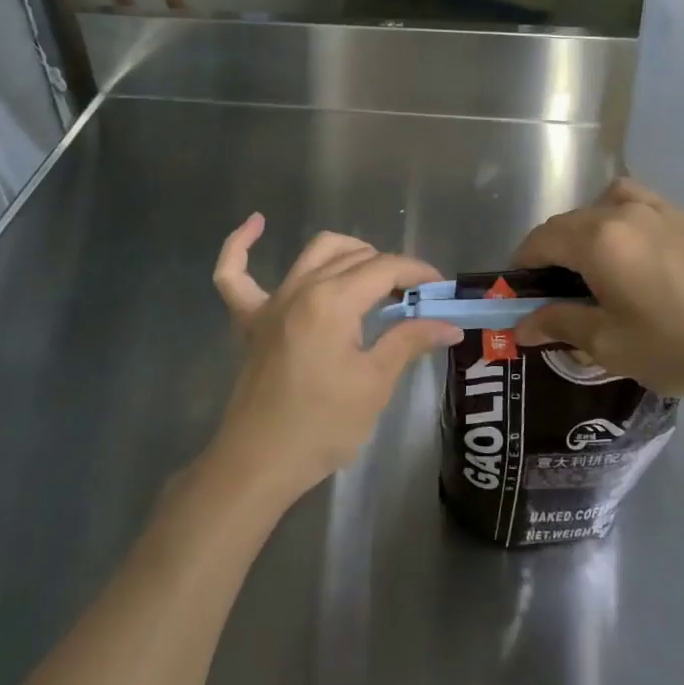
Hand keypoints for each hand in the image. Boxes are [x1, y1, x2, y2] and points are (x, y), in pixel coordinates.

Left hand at [208, 215, 461, 506]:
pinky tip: (257, 223)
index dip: (417, 273)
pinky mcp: (248, 319)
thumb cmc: (322, 426)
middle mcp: (301, 288)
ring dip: (347, 252)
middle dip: (389, 268)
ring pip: (313, 253)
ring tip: (371, 273)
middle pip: (354, 257)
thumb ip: (409, 342)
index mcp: (333, 301)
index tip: (439, 288)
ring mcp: (270, 301)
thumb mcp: (374, 384)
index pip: (384, 269)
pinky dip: (242, 245)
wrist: (259, 462)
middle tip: (412, 298)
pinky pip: (234, 273)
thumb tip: (449, 325)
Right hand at [511, 179, 683, 409]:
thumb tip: (520, 324)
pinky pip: (639, 205)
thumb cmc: (680, 348)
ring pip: (603, 205)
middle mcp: (623, 211)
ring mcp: (660, 209)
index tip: (520, 294)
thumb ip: (559, 324)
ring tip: (595, 266)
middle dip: (552, 252)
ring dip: (587, 230)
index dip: (523, 265)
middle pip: (569, 222)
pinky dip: (621, 219)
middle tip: (555, 293)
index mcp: (598, 239)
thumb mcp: (609, 345)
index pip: (541, 240)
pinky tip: (636, 253)